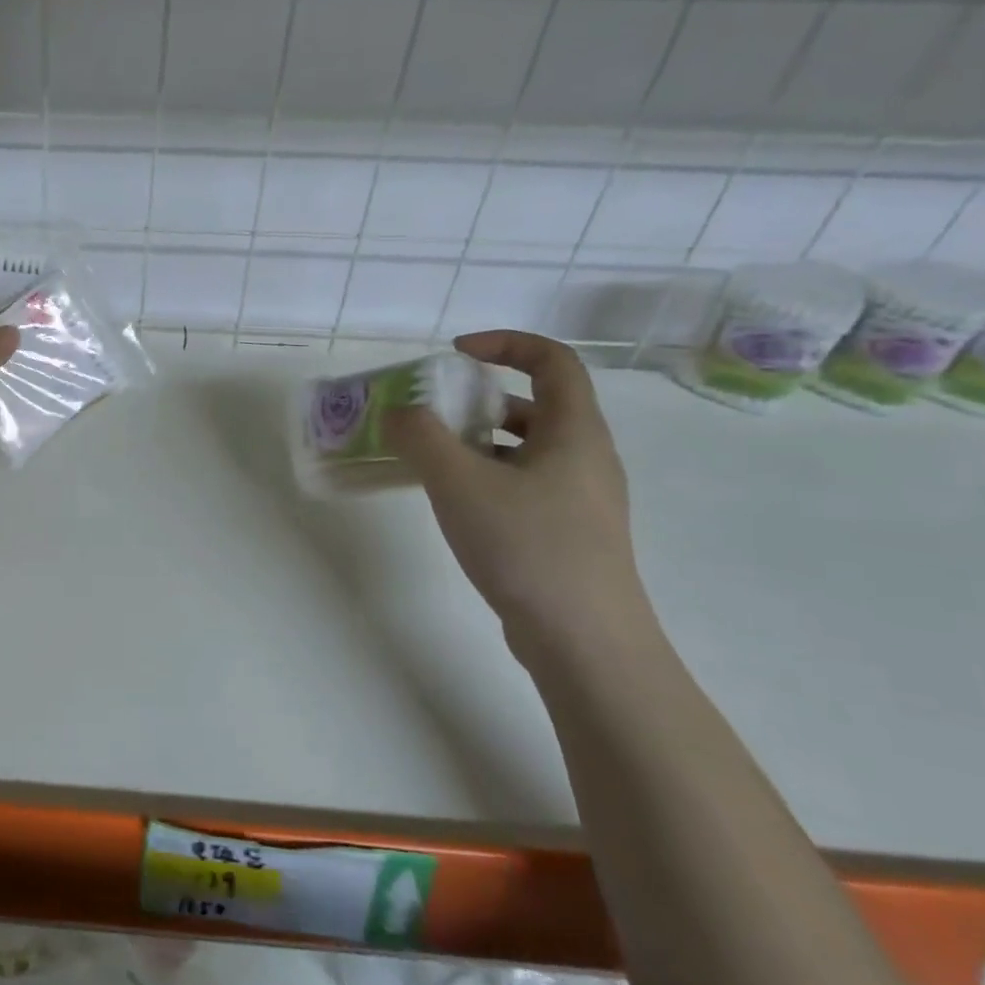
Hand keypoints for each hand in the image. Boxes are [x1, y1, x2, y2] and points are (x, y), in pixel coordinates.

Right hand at [385, 330, 659, 665]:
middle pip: (535, 405)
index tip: (455, 354)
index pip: (553, 361)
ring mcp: (580, 499)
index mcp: (575, 431)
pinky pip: (523, 484)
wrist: (584, 640)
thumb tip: (399, 412)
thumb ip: (421, 437)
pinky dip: (486, 477)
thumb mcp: (459, 483)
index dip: (505, 344)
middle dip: (478, 399)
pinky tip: (453, 504)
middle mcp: (585, 457)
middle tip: (431, 413)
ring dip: (478, 442)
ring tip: (431, 459)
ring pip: (526, 449)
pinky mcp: (567, 533)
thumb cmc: (527, 546)